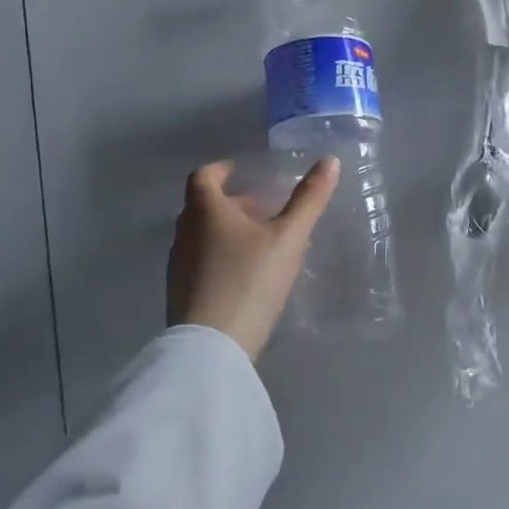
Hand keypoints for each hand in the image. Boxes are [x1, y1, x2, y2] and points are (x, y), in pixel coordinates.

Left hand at [167, 157, 339, 360]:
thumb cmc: (249, 280)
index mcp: (204, 210)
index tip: (240, 172)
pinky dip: (221, 258)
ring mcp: (178, 265)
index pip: (204, 176)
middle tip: (263, 210)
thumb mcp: (288, 238)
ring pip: (202, 236)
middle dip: (232, 203)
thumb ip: (309, 200)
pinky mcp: (180, 294)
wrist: (211, 348)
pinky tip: (247, 278)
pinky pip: (201, 263)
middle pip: (203, 207)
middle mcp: (184, 233)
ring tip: (262, 245)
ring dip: (228, 232)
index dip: (221, 170)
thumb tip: (330, 160)